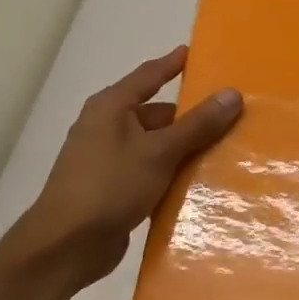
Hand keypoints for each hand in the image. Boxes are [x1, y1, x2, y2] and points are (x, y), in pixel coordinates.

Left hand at [2, 47, 241, 289]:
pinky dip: (171, 173)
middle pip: (156, 113)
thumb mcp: (159, 152)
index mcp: (111, 107)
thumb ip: (197, 124)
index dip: (172, 64)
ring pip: (155, 145)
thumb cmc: (109, 186)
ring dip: (184, 148)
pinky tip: (199, 182)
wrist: (65, 246)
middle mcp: (107, 127)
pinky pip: (150, 171)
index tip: (196, 53)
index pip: (148, 75)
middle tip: (229, 114)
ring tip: (225, 149)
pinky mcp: (113, 189)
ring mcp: (108, 160)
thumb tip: (232, 94)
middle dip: (189, 116)